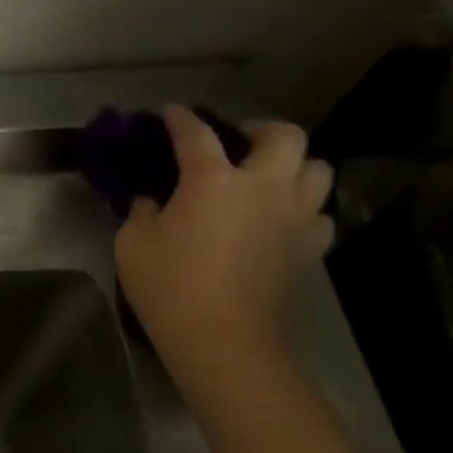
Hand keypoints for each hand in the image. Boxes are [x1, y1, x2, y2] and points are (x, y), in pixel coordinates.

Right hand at [115, 106, 333, 367]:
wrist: (225, 341)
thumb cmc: (170, 287)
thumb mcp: (133, 244)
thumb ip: (142, 212)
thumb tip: (154, 201)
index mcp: (213, 180)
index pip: (196, 133)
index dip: (180, 118)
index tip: (170, 112)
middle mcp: (264, 187)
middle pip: (284, 135)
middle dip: (259, 130)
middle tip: (236, 143)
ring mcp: (295, 217)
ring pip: (316, 169)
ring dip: (292, 165)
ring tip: (266, 178)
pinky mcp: (311, 249)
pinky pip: (319, 214)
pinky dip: (302, 208)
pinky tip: (279, 220)